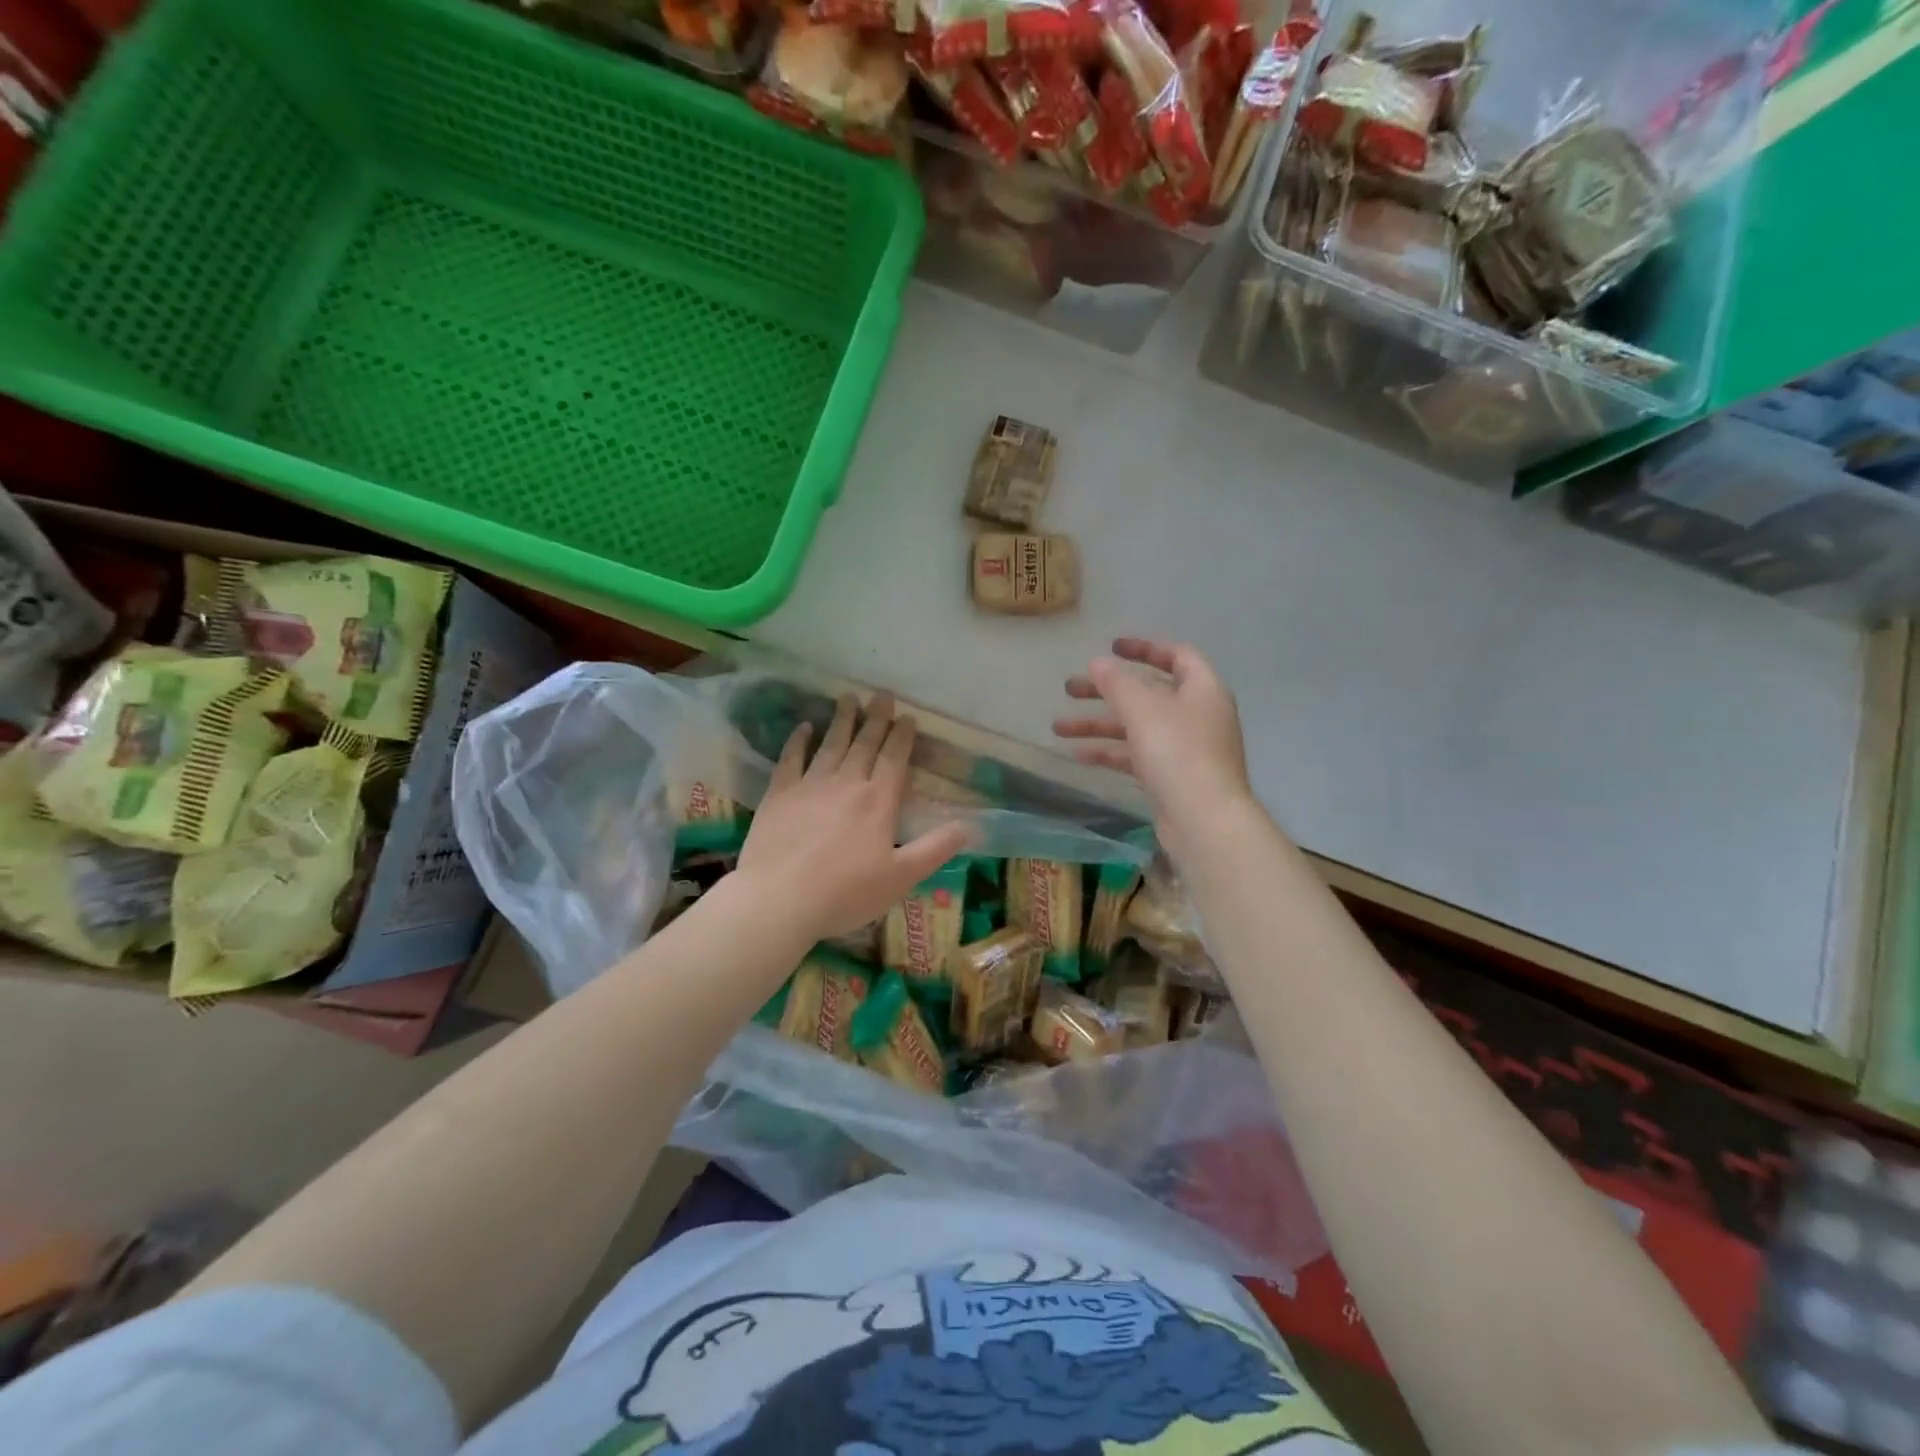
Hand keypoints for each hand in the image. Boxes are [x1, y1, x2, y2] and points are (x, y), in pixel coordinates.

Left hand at [735, 692, 972, 944]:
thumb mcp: (902, 877)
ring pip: (830, 744)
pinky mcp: (779, 795)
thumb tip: (969, 826)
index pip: (894, 759)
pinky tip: (804, 727)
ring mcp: (810, 785)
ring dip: (841, 720)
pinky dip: (799, 740)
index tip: (908, 716)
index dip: (902, 736)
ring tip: (848, 697)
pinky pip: (791, 759)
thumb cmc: (846, 892)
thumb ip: (936, 848)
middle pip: (864, 744)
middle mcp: (847, 783)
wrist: (780, 898)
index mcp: (878, 801)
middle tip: (882, 695)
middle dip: (876, 718)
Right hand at [1053, 638, 1254, 840]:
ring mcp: (1185, 748)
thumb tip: (1098, 663)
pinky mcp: (1172, 777)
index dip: (1143, 648)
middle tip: (1069, 689)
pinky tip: (1078, 755)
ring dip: (1098, 725)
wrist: (1205, 821)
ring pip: (1136, 726)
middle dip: (1106, 690)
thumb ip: (1117, 682)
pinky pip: (1136, 755)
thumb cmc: (1178, 753)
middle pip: (1147, 693)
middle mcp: (1197, 715)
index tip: (1111, 648)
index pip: (1176, 655)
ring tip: (1058, 727)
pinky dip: (1110, 752)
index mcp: (1202, 689)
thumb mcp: (1143, 709)